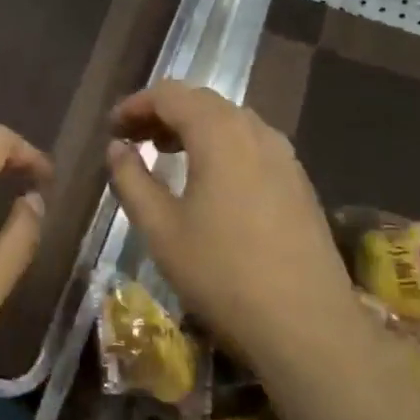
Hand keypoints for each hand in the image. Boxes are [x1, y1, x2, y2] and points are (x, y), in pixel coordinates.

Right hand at [106, 81, 353, 353]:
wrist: (307, 325)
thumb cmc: (222, 273)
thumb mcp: (160, 228)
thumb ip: (131, 180)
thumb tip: (117, 148)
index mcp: (220, 133)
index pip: (170, 95)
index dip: (136, 105)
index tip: (112, 129)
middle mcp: (256, 131)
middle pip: (202, 102)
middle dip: (163, 114)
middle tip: (132, 140)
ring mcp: (285, 156)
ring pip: (231, 122)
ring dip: (193, 129)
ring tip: (166, 155)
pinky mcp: (299, 182)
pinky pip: (252, 144)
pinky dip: (221, 146)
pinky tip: (209, 181)